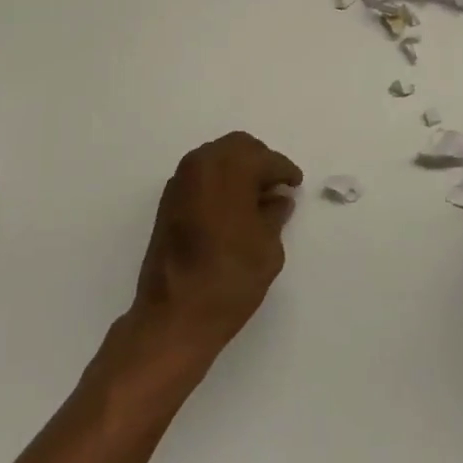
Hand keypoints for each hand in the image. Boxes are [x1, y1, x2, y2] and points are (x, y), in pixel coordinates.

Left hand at [129, 132, 302, 366]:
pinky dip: (218, 182)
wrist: (174, 315)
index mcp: (230, 168)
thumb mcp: (267, 247)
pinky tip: (231, 208)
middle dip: (259, 162)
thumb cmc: (229, 278)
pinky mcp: (168, 201)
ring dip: (237, 170)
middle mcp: (201, 164)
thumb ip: (274, 214)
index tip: (295, 184)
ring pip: (216, 158)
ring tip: (255, 199)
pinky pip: (200, 176)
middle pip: (238, 147)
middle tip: (276, 187)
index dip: (284, 171)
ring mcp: (180, 181)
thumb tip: (278, 199)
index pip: (265, 159)